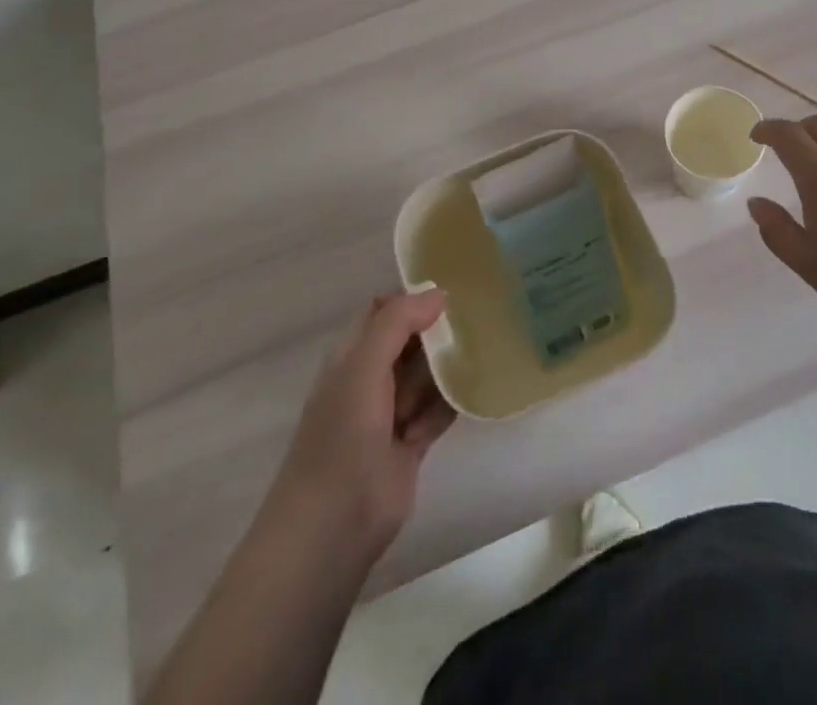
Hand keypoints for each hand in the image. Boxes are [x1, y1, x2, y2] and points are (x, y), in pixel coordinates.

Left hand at [268, 289, 457, 565]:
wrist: (334, 526)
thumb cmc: (342, 435)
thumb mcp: (364, 366)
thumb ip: (398, 323)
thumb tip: (439, 292)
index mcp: (351, 355)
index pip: (383, 310)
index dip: (411, 298)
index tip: (451, 290)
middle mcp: (370, 378)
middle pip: (410, 340)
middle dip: (437, 331)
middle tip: (476, 318)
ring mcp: (391, 412)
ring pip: (427, 374)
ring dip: (448, 367)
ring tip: (482, 351)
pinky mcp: (411, 443)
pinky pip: (439, 409)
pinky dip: (452, 401)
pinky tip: (474, 390)